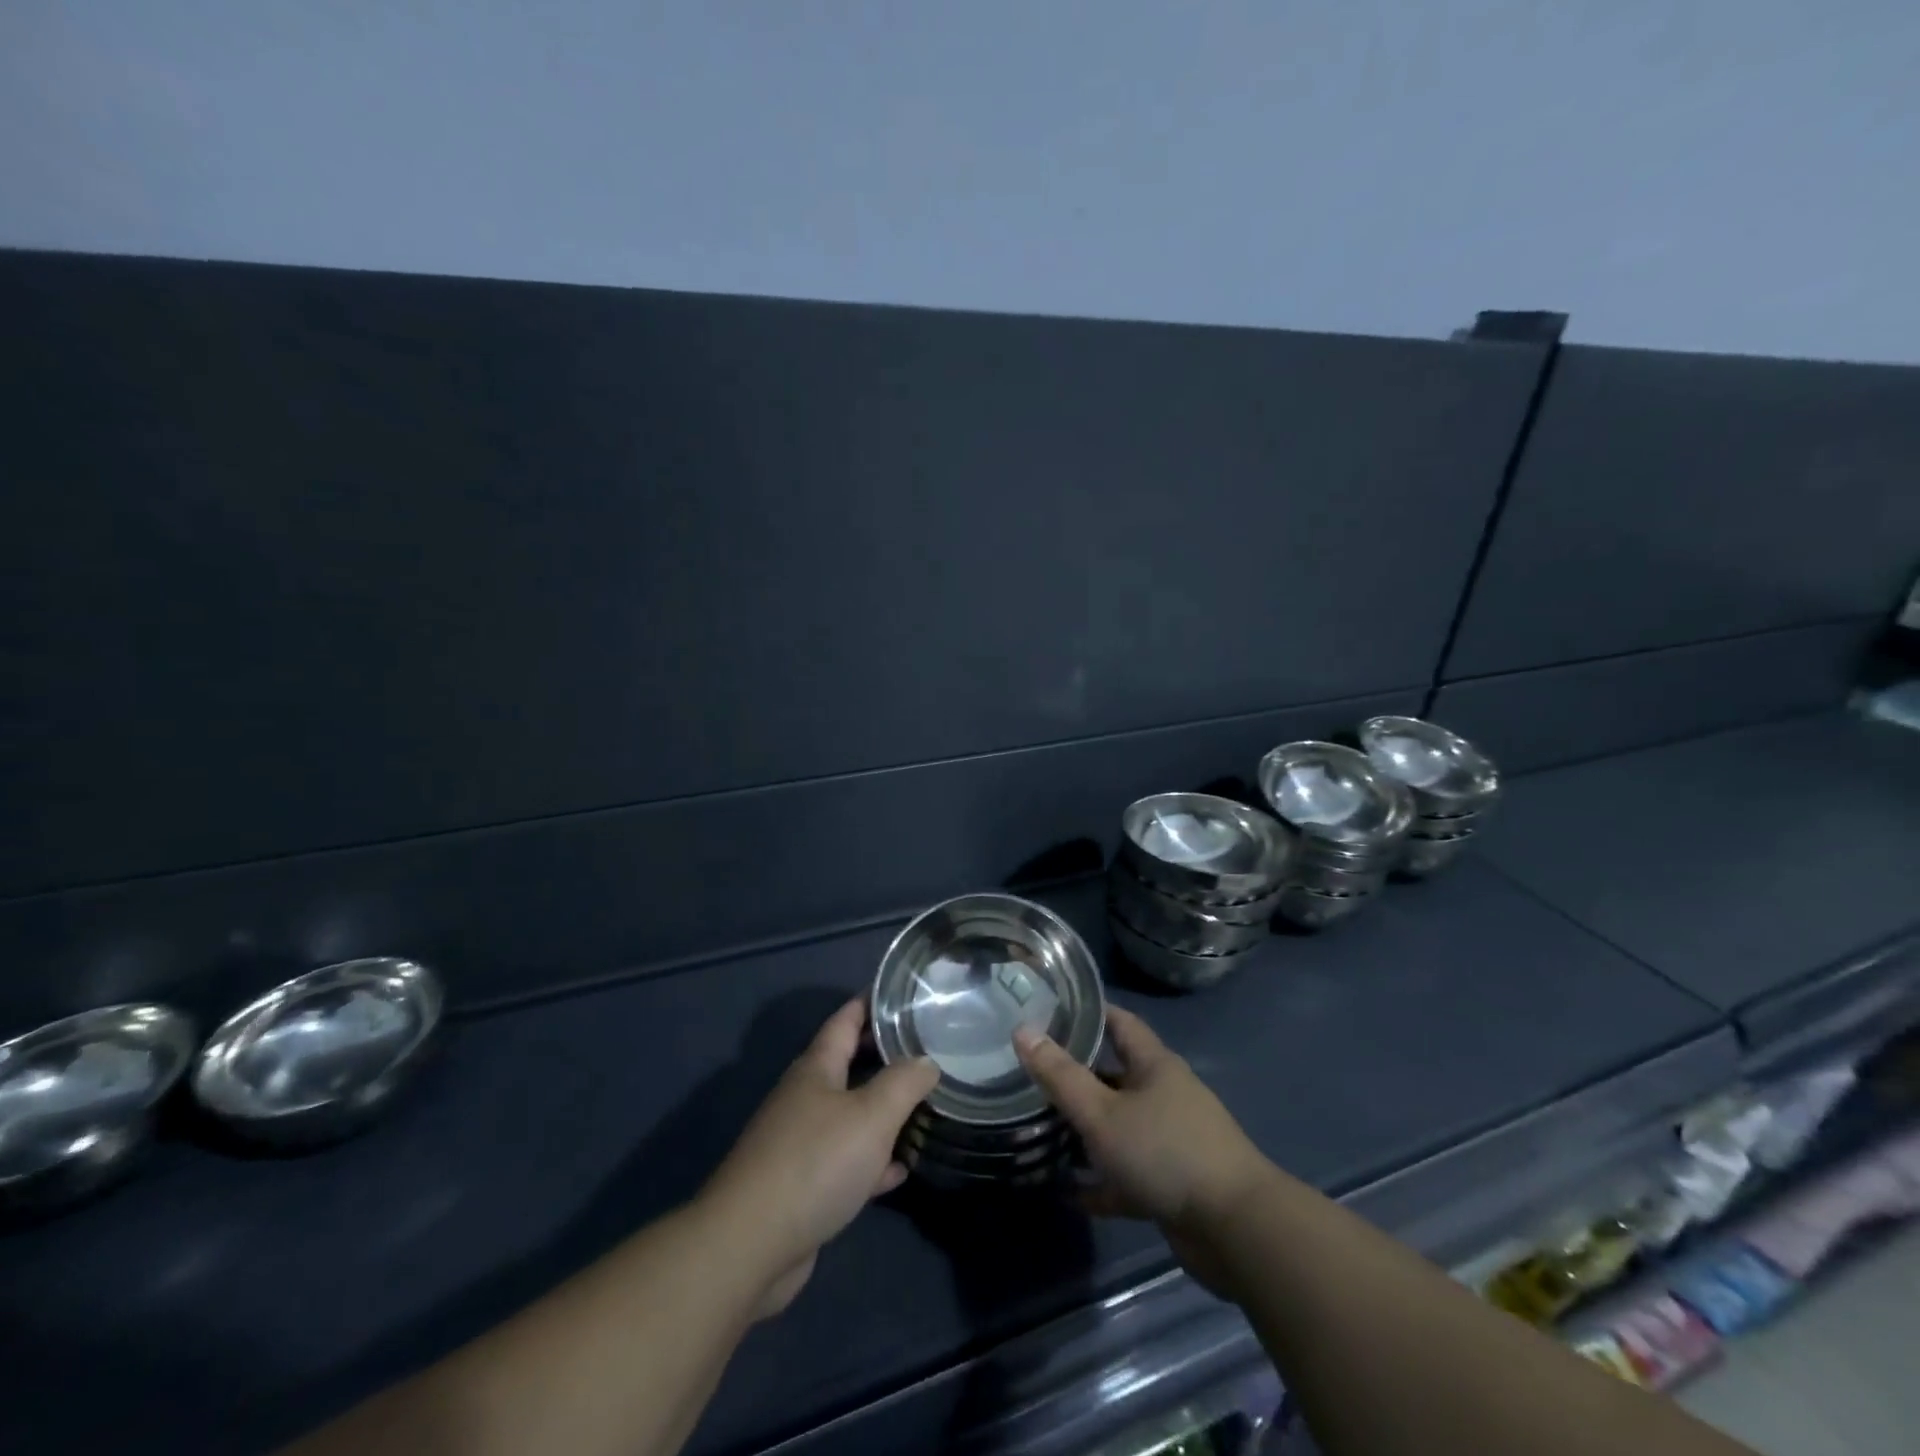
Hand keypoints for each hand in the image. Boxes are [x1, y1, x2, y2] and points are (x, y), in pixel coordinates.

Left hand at [701, 998, 938, 1318]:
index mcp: (817, 1068)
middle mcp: (806, 1097)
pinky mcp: (802, 1185)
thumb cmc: (815, 1163)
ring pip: (850, 1114)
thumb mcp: (872, 1115)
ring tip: (924, 1105)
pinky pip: (846, 1161)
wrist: (750, 1246)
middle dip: (885, 1055)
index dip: (873, 1001)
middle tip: (928, 1048)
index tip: (905, 993)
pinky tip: (899, 1170)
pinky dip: (872, 1161)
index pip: (846, 1019)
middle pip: (849, 1064)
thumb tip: (926, 1061)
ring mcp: (800, 1142)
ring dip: (883, 1111)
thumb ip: (904, 1083)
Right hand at [1014, 1007, 1269, 1293]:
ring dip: (1086, 1131)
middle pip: (1115, 1075)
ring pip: (1119, 1126)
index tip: (1050, 1010)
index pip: (1119, 1022)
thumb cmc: (1166, 1152)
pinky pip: (1127, 1174)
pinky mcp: (1172, 1184)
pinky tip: (1068, 1193)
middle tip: (1031, 1074)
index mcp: (1154, 1066)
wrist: (1236, 1231)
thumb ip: (1061, 1076)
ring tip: (1040, 1130)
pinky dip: (1100, 1182)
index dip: (1088, 1013)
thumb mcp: (1103, 1113)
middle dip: (1077, 1075)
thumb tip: (1023, 1031)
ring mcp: (1171, 1141)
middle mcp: (1164, 1095)